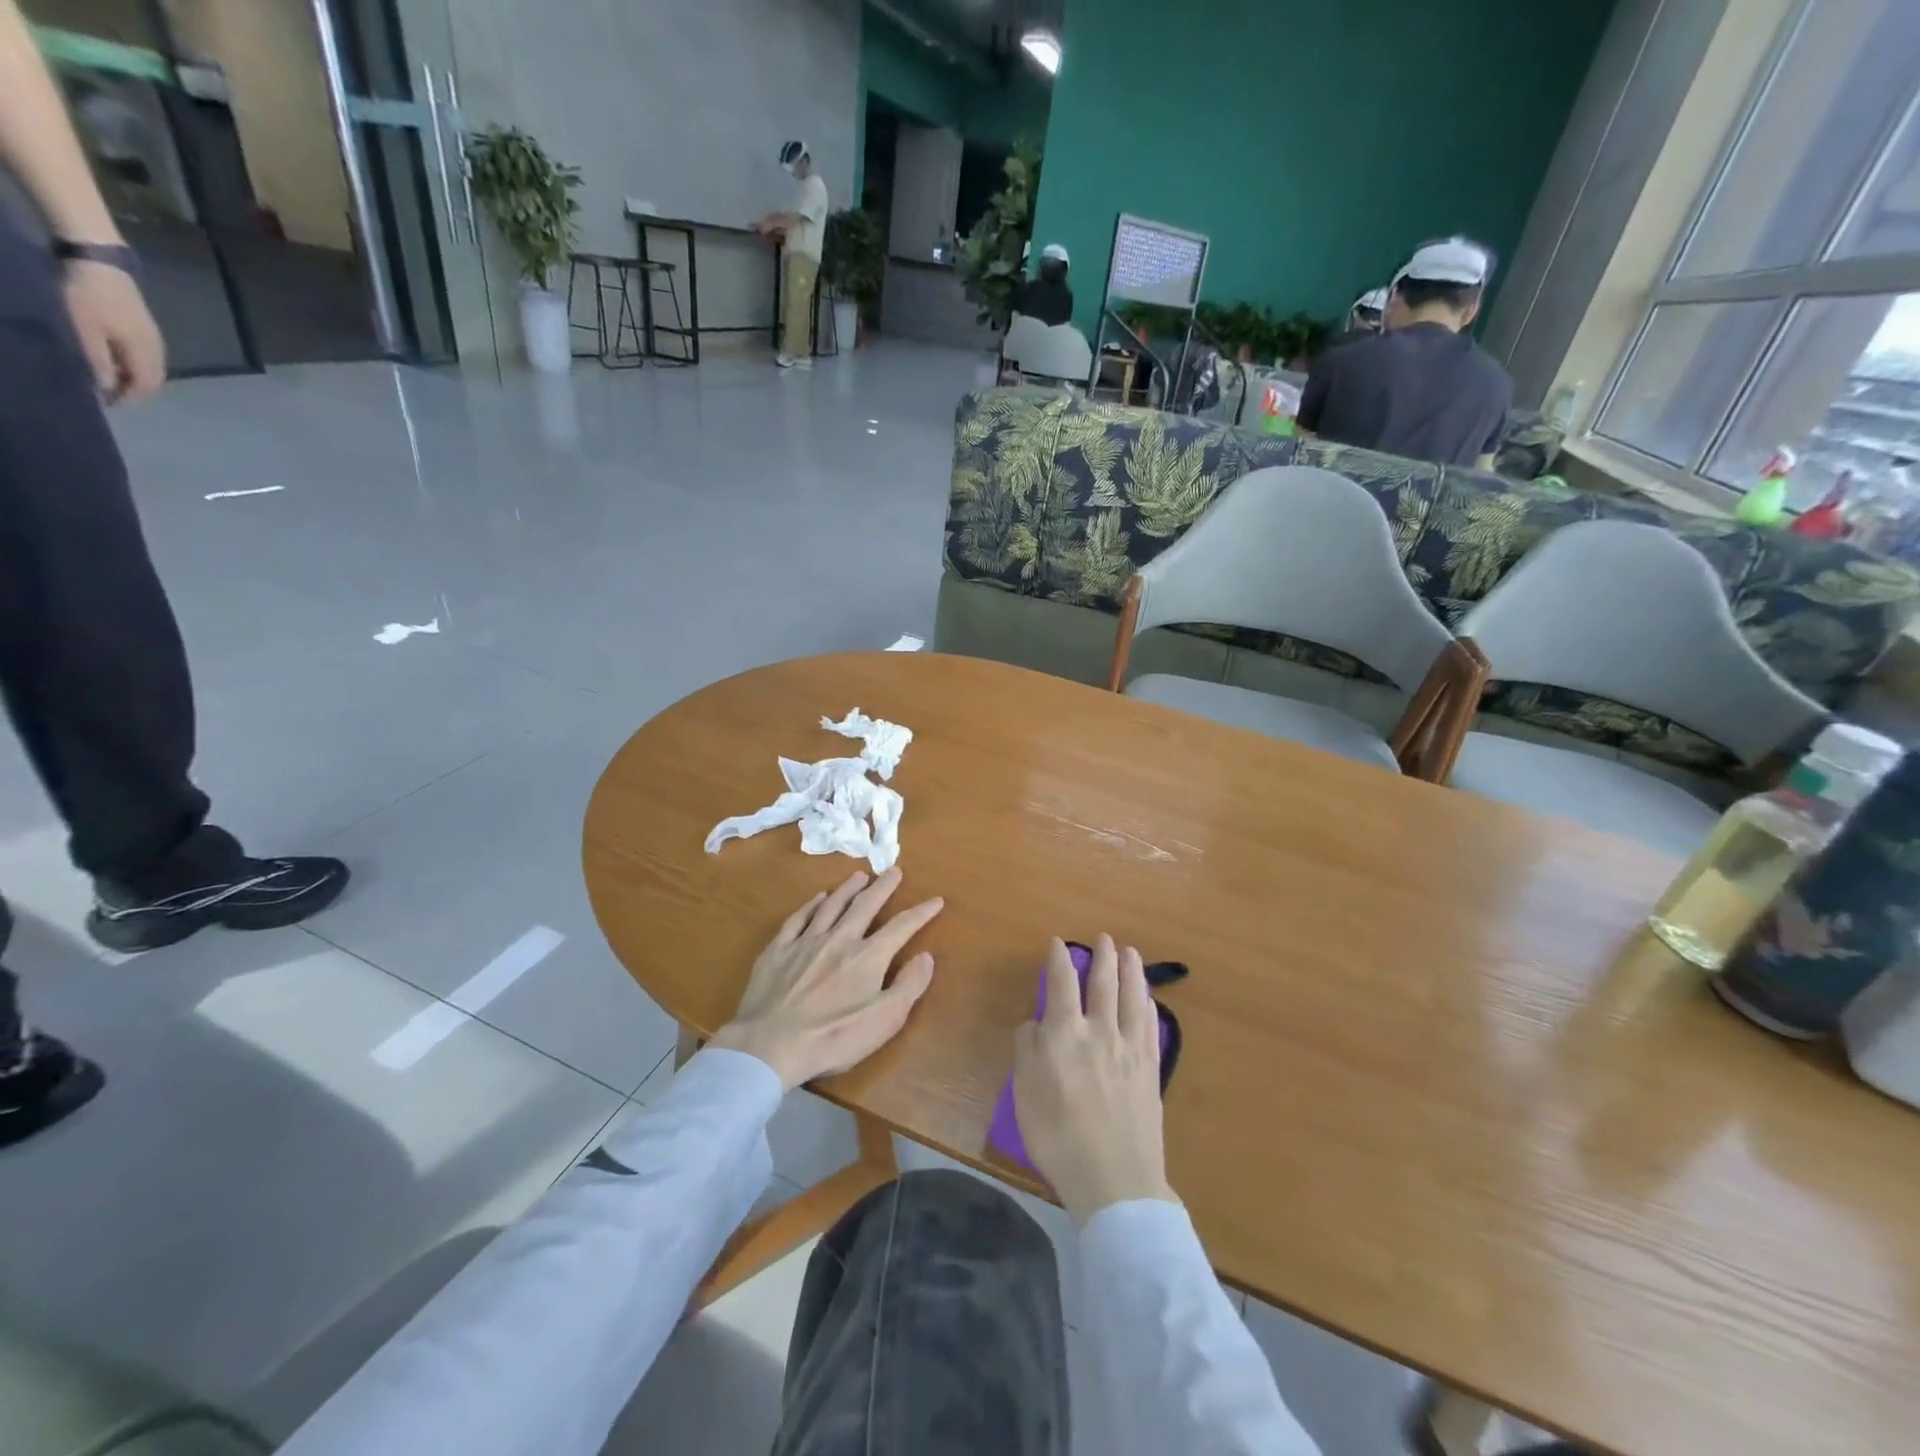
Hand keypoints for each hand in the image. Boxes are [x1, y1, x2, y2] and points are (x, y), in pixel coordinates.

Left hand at [62, 260, 165, 402]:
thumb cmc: (90, 298)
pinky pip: (147, 358)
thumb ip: (98, 361)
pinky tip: (116, 360)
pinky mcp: (148, 331)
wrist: (100, 264)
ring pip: (151, 370)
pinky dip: (134, 366)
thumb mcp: (85, 330)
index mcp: (145, 356)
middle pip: (152, 381)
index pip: (144, 387)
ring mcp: (156, 341)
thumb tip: (105, 387)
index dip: (127, 398)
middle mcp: (158, 353)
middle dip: (133, 391)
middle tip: (108, 393)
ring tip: (110, 378)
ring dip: (134, 378)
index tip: (105, 403)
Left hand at [711, 869, 941, 1090]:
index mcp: (867, 957)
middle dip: (883, 887)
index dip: (921, 913)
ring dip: (848, 889)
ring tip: (859, 876)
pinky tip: (817, 899)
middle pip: (865, 905)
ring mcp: (805, 942)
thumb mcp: (883, 1021)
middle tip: (894, 870)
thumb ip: (909, 986)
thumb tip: (926, 956)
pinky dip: (811, 905)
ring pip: (831, 906)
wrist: (769, 1045)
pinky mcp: (778, 950)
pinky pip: (798, 919)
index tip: (935, 900)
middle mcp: (839, 939)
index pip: (901, 927)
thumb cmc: (832, 1038)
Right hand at [1013, 935, 1175, 1225]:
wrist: (1114, 1178)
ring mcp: (1129, 1049)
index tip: (1058, 943)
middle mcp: (1100, 1031)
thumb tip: (1036, 1023)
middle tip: (1104, 938)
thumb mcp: (1025, 1092)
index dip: (1059, 959)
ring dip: (1131, 971)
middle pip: (1103, 983)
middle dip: (1102, 957)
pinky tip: (1147, 999)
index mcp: (1064, 1033)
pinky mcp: (1150, 1069)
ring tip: (1131, 952)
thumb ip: (1028, 1049)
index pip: (1061, 983)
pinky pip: (1150, 1027)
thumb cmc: (1058, 1137)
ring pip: (1132, 997)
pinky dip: (1148, 1006)